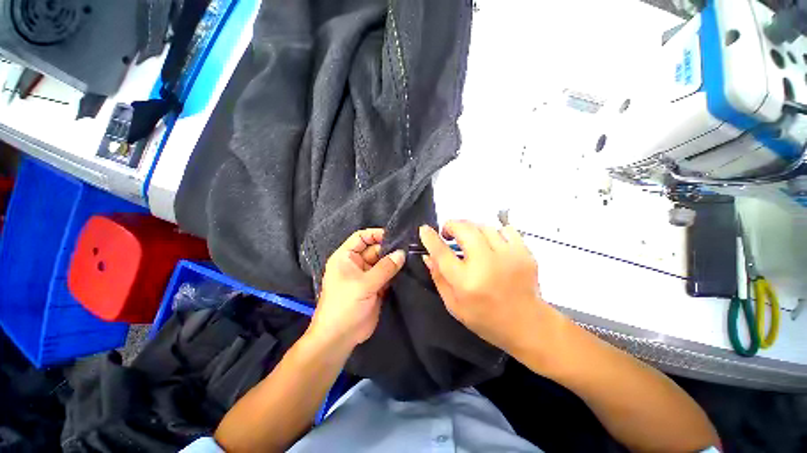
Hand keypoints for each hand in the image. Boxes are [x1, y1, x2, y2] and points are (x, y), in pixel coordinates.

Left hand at [308, 229, 405, 349]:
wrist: (340, 338)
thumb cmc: (345, 305)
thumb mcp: (364, 284)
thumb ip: (385, 268)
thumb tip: (402, 253)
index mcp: (346, 257)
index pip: (361, 237)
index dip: (376, 234)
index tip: (394, 235)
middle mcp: (356, 264)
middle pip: (374, 249)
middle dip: (390, 248)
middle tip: (409, 247)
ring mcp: (367, 276)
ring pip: (382, 262)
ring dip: (394, 261)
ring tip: (412, 256)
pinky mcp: (376, 287)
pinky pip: (387, 275)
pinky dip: (396, 273)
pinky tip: (408, 269)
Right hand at [419, 221, 554, 354]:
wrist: (528, 325)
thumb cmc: (485, 319)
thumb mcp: (454, 305)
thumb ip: (438, 277)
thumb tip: (427, 255)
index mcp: (466, 281)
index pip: (441, 252)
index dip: (430, 238)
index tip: (424, 229)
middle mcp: (486, 264)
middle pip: (464, 229)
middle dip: (451, 225)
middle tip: (448, 233)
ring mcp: (508, 256)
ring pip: (483, 226)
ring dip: (471, 229)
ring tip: (469, 240)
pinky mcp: (525, 252)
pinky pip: (505, 229)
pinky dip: (494, 232)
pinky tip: (492, 244)